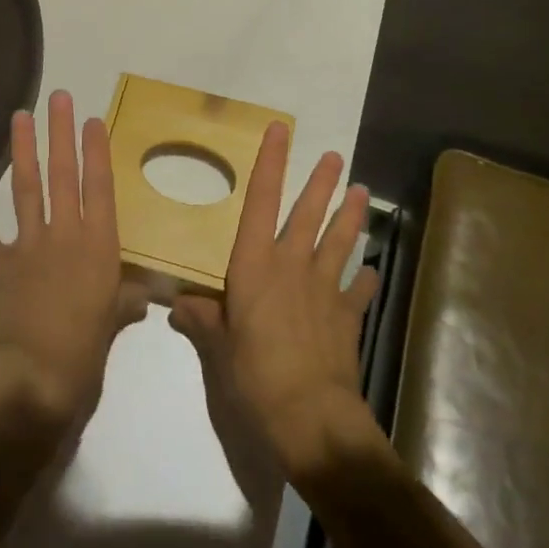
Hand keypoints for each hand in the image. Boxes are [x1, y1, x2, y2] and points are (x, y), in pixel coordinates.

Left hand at [0, 90, 147, 433]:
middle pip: (63, 175)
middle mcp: (65, 235)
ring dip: (23, 151)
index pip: (99, 187)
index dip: (96, 151)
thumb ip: (126, 302)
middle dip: (61, 133)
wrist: (35, 381)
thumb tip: (142, 296)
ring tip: (19, 117)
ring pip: (26, 189)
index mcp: (99, 246)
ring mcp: (28, 246)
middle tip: (58, 98)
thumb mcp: (116, 325)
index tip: (92, 119)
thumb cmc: (86, 355)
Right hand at [170, 123, 379, 484]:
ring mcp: (324, 289)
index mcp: (255, 264)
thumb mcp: (217, 348)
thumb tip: (178, 306)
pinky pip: (357, 290)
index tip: (280, 131)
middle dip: (321, 183)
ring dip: (351, 215)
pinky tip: (370, 270)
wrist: (309, 416)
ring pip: (340, 241)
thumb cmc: (254, 374)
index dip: (270, 163)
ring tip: (361, 191)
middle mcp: (291, 265)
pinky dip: (363, 278)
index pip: (261, 201)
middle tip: (335, 158)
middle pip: (309, 214)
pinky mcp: (346, 317)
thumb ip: (201, 320)